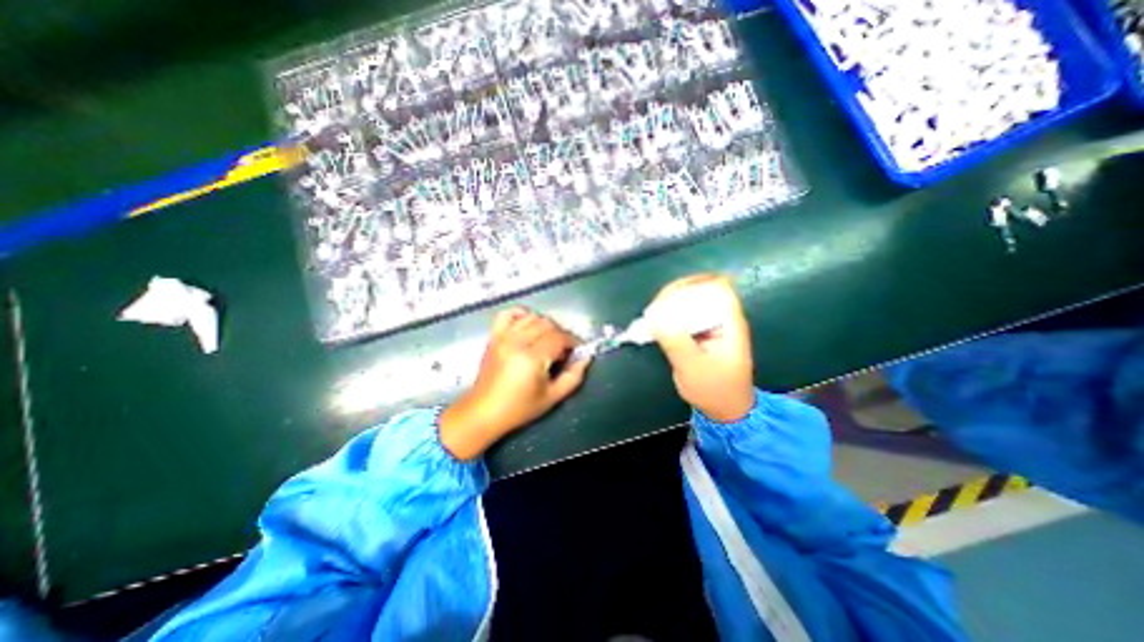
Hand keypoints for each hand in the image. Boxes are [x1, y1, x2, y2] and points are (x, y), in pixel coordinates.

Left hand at [434, 308, 584, 458]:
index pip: (559, 337)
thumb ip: (573, 376)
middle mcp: (516, 342)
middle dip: (561, 333)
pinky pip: (508, 314)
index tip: (577, 350)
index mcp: (531, 358)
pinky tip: (528, 326)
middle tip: (563, 350)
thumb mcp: (552, 397)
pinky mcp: (494, 336)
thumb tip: (585, 357)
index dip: (573, 341)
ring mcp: (503, 336)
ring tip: (547, 340)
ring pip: (532, 317)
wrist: (484, 411)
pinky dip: (521, 314)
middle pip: (547, 324)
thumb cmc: (519, 408)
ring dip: (545, 325)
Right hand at [647, 274, 756, 424]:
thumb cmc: (714, 390)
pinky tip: (657, 325)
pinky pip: (685, 316)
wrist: (726, 410)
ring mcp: (712, 325)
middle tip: (655, 309)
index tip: (669, 296)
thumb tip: (655, 317)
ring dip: (671, 305)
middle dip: (676, 294)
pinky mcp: (701, 333)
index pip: (717, 287)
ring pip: (691, 302)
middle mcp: (722, 319)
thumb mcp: (692, 368)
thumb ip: (675, 341)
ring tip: (652, 316)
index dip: (694, 284)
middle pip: (701, 290)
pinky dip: (670, 316)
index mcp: (729, 323)